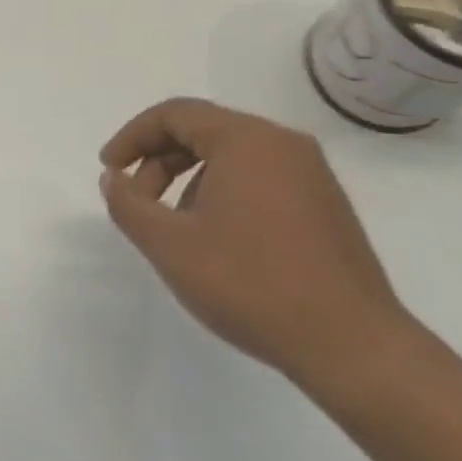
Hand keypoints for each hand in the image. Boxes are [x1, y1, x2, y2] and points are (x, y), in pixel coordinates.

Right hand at [98, 98, 413, 395]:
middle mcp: (283, 144)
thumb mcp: (170, 245)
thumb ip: (129, 204)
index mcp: (247, 140)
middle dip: (159, 161)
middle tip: (137, 202)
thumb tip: (114, 179)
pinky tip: (216, 240)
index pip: (175, 114)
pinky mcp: (325, 205)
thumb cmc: (251, 284)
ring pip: (231, 156)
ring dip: (189, 179)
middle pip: (203, 131)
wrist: (352, 346)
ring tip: (175, 228)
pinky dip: (223, 193)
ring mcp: (311, 174)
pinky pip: (259, 178)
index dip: (132, 136)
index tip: (109, 170)